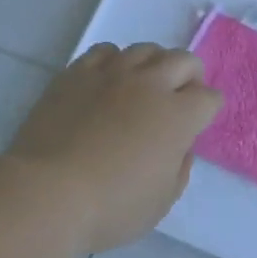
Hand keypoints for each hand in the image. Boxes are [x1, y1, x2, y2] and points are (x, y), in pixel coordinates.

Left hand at [3, 41, 222, 252]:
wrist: (47, 193)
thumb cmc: (112, 207)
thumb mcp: (162, 201)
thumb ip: (179, 168)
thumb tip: (179, 146)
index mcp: (178, 116)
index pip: (209, 98)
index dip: (208, 110)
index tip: (197, 125)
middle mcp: (150, 85)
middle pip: (183, 61)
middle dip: (190, 77)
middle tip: (179, 98)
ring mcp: (111, 74)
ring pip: (145, 50)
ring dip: (154, 65)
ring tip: (143, 86)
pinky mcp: (76, 73)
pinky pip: (105, 51)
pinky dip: (115, 62)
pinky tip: (108, 81)